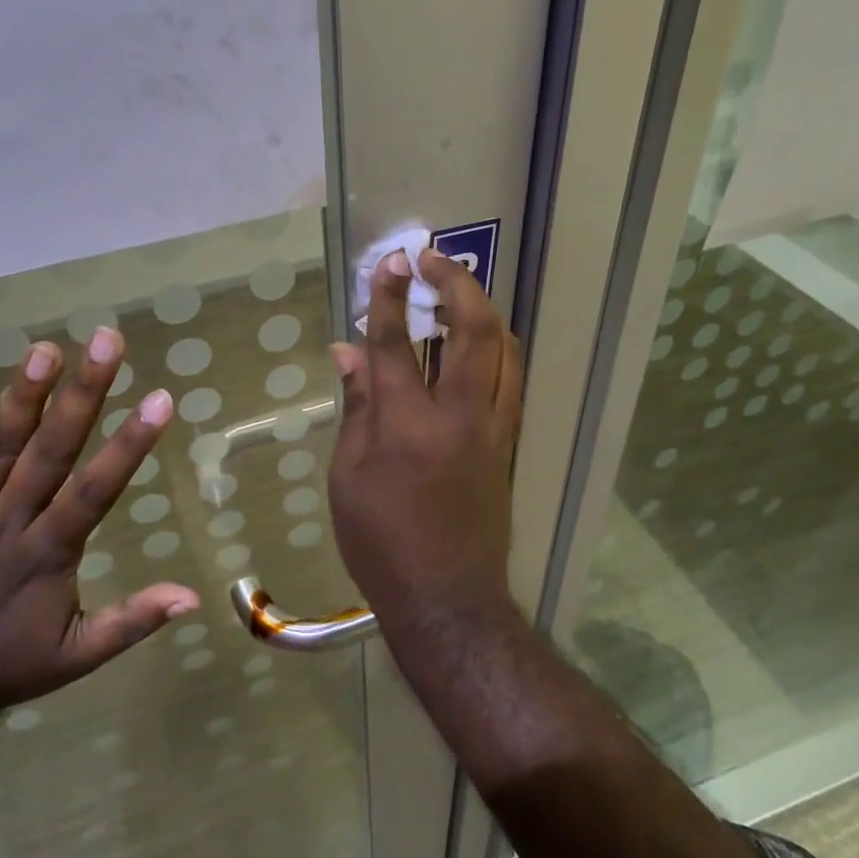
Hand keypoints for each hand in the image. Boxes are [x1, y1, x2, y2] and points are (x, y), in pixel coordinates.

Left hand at [0, 328, 197, 721]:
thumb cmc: (9, 665)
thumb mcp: (80, 656)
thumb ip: (133, 620)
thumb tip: (193, 596)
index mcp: (49, 554)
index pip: (97, 489)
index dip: (130, 443)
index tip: (159, 399)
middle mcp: (8, 525)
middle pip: (51, 451)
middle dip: (84, 394)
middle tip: (106, 341)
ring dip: (24, 399)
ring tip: (46, 351)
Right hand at [327, 249, 523, 627]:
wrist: (445, 596)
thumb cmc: (380, 542)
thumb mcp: (347, 476)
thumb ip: (355, 407)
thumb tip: (348, 352)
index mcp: (406, 425)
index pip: (395, 343)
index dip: (388, 297)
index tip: (389, 262)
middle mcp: (457, 415)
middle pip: (471, 330)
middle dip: (455, 284)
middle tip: (432, 261)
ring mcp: (492, 428)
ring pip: (504, 349)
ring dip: (483, 309)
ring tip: (457, 293)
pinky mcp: (508, 443)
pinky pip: (511, 378)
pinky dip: (497, 347)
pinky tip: (479, 342)